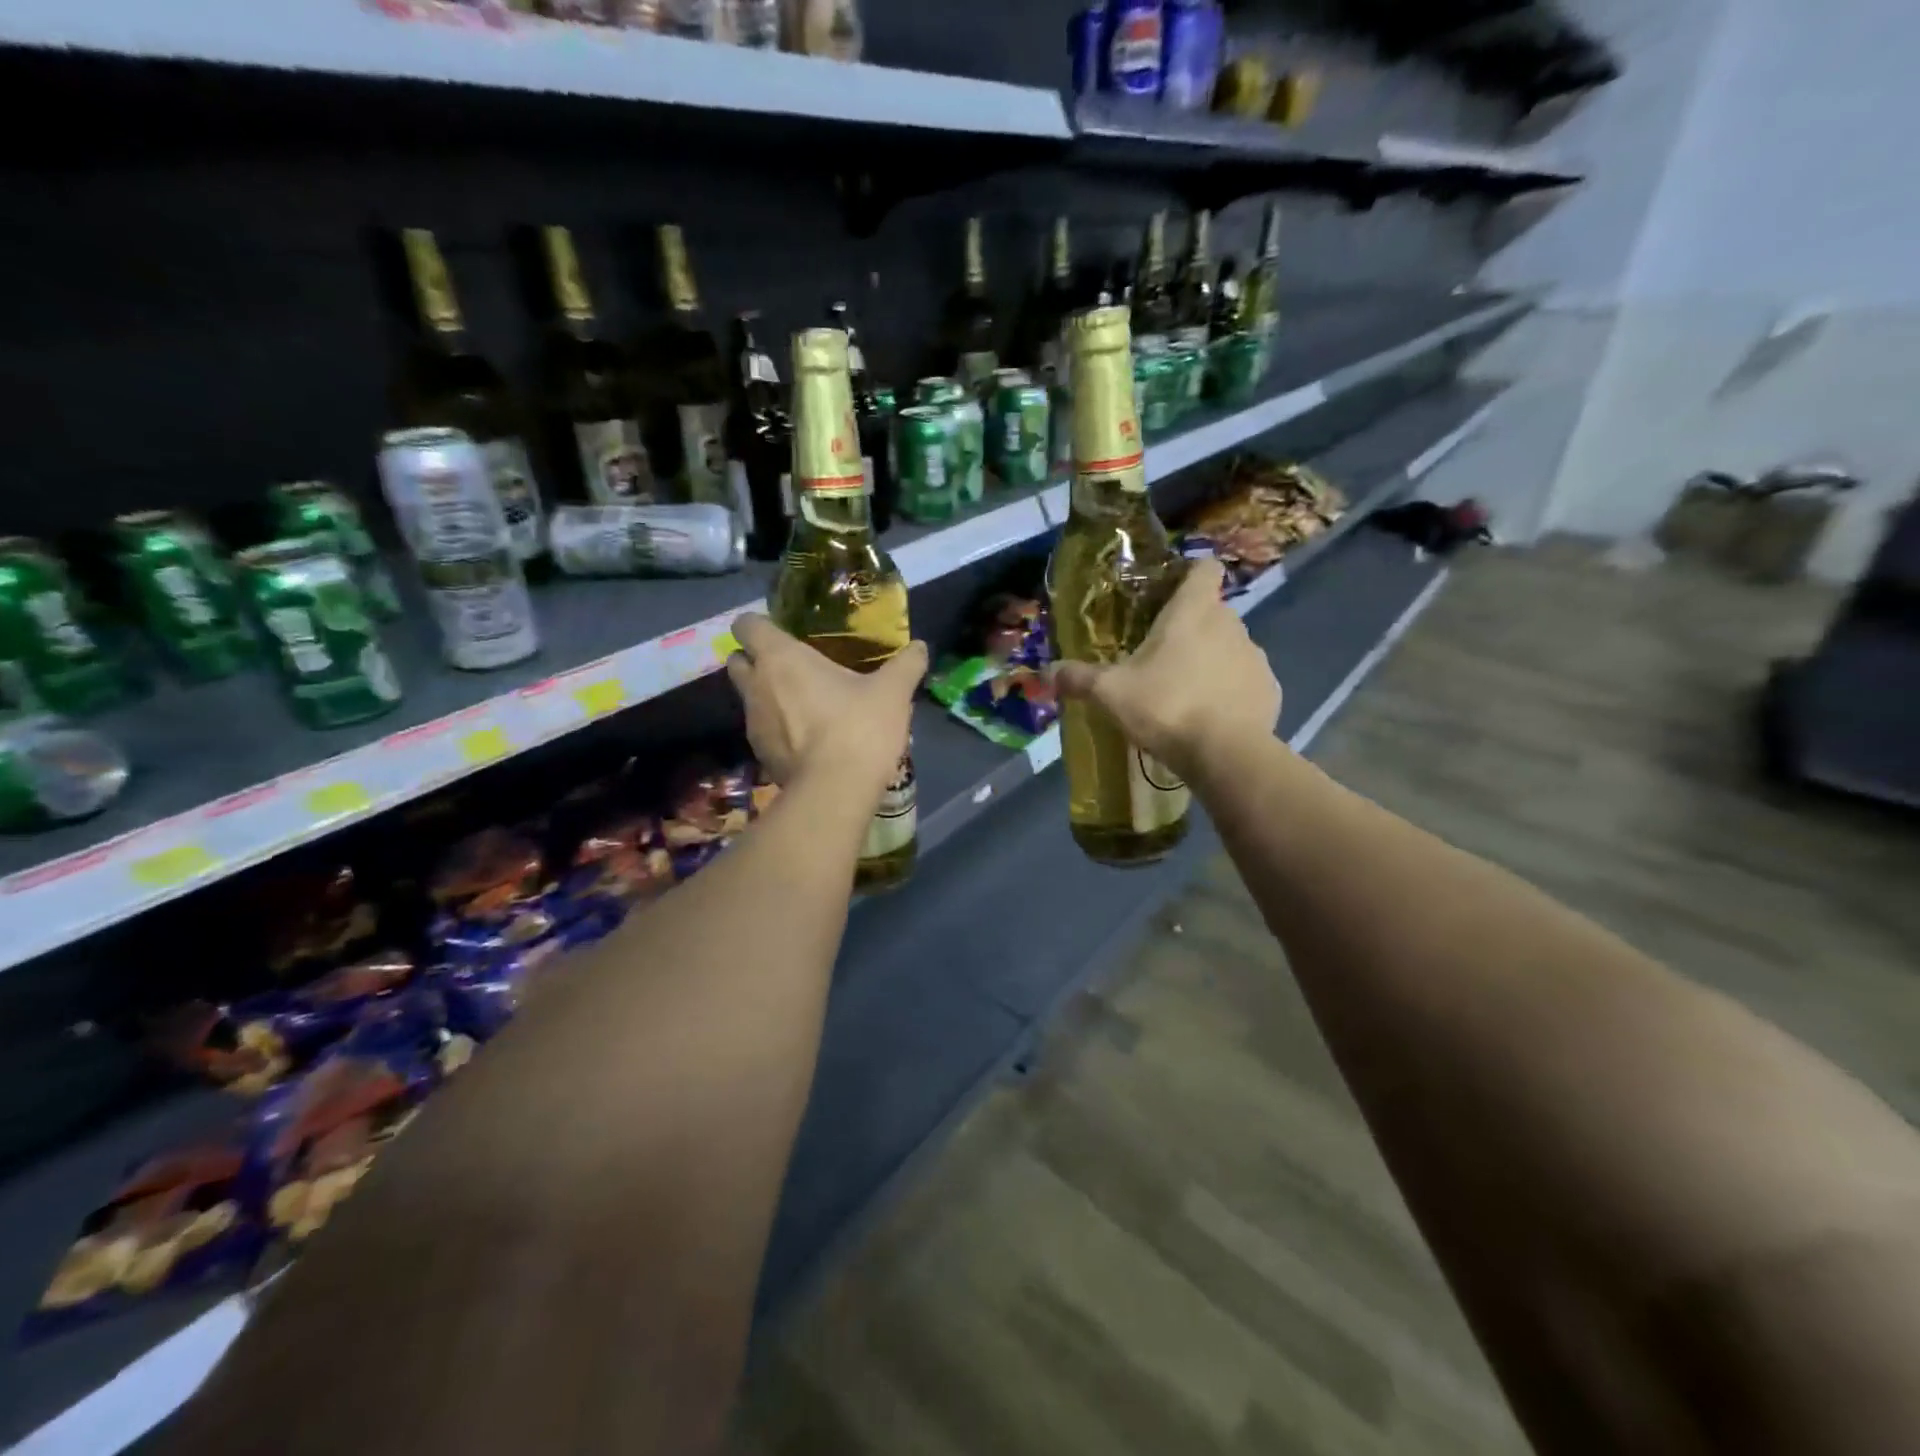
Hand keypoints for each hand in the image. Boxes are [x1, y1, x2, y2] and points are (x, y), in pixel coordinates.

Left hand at [724, 614, 927, 799]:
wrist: (836, 791)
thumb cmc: (859, 727)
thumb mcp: (892, 692)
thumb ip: (906, 665)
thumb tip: (920, 647)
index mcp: (780, 658)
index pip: (746, 625)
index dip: (759, 625)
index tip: (783, 632)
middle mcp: (756, 686)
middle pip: (737, 661)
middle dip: (756, 660)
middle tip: (792, 667)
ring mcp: (753, 723)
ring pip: (749, 698)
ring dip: (768, 697)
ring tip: (804, 706)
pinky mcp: (760, 755)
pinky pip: (762, 731)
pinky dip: (778, 730)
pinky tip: (807, 739)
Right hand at [1052, 559, 1280, 780]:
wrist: (1225, 754)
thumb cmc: (1165, 706)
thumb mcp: (1111, 693)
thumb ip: (1079, 678)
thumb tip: (1049, 672)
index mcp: (1192, 612)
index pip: (1204, 569)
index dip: (1189, 575)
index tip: (1170, 595)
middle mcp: (1230, 624)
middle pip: (1213, 612)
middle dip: (1191, 629)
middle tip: (1162, 658)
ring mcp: (1255, 657)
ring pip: (1230, 647)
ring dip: (1212, 661)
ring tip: (1186, 693)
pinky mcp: (1270, 690)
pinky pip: (1246, 681)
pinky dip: (1231, 691)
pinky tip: (1213, 718)